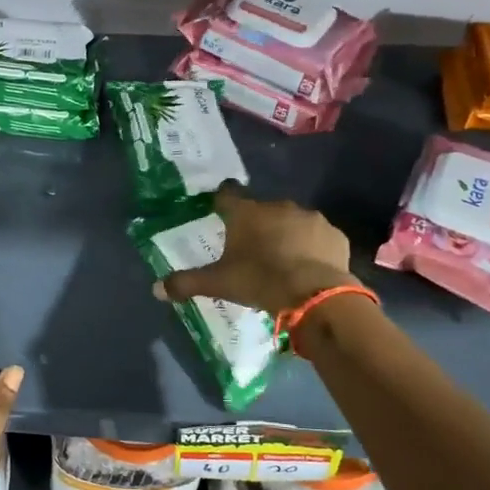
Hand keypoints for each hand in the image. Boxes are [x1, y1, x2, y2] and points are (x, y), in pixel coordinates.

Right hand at [153, 183, 355, 315]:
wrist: (316, 294)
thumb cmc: (260, 280)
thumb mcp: (218, 284)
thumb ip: (186, 283)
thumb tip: (155, 289)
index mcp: (246, 213)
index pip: (227, 195)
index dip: (221, 202)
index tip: (219, 210)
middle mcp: (277, 207)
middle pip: (261, 210)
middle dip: (256, 225)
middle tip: (251, 249)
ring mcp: (309, 218)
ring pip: (291, 221)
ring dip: (285, 234)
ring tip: (282, 260)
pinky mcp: (334, 234)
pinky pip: (317, 237)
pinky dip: (311, 248)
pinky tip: (308, 267)